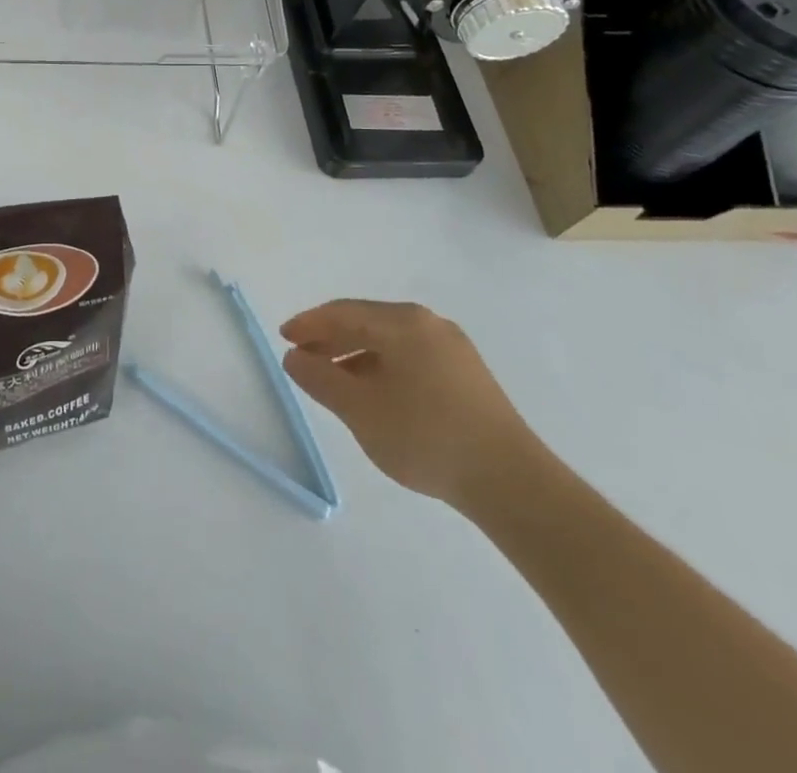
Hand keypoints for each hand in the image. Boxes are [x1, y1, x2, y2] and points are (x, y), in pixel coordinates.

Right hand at [280, 300, 541, 512]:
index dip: (309, 324)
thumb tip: (295, 357)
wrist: (512, 483)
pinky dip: (382, 366)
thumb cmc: (426, 437)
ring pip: (389, 340)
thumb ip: (320, 378)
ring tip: (334, 380)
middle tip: (303, 358)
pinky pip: (410, 356)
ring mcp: (452, 348)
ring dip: (355, 354)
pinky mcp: (467, 374)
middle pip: (366, 321)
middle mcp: (428, 323)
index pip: (342, 313)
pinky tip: (374, 393)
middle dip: (331, 338)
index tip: (284, 338)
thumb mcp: (359, 409)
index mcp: (402, 322)